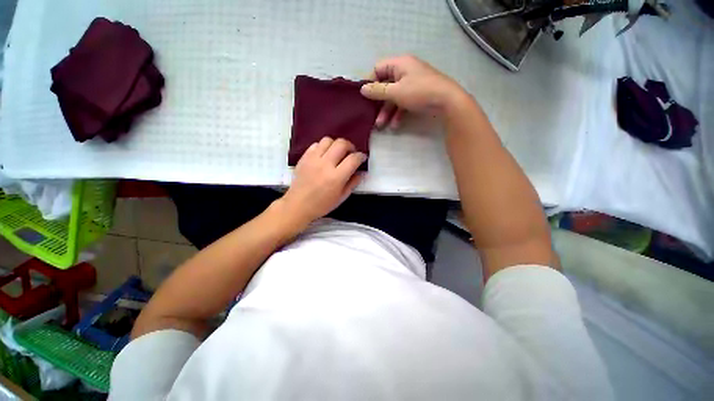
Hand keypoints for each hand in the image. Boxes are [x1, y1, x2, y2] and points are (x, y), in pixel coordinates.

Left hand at [278, 137, 364, 228]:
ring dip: (336, 144)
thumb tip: (360, 172)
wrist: (298, 205)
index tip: (362, 158)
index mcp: (336, 177)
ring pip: (328, 140)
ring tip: (337, 153)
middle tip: (351, 153)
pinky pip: (316, 144)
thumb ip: (353, 183)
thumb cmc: (322, 205)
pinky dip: (323, 147)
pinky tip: (324, 155)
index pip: (353, 159)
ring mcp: (313, 159)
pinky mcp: (304, 157)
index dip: (361, 156)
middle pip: (341, 144)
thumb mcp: (341, 197)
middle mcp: (325, 164)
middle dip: (350, 146)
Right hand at [360, 55, 466, 128]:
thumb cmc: (419, 92)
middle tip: (371, 115)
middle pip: (385, 85)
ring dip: (387, 111)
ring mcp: (412, 84)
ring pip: (394, 97)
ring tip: (381, 126)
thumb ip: (378, 91)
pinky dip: (398, 113)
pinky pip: (403, 103)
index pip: (378, 68)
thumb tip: (362, 89)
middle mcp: (405, 71)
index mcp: (400, 64)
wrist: (447, 101)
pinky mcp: (417, 95)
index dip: (370, 82)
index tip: (365, 97)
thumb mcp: (395, 92)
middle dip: (378, 102)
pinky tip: (395, 125)